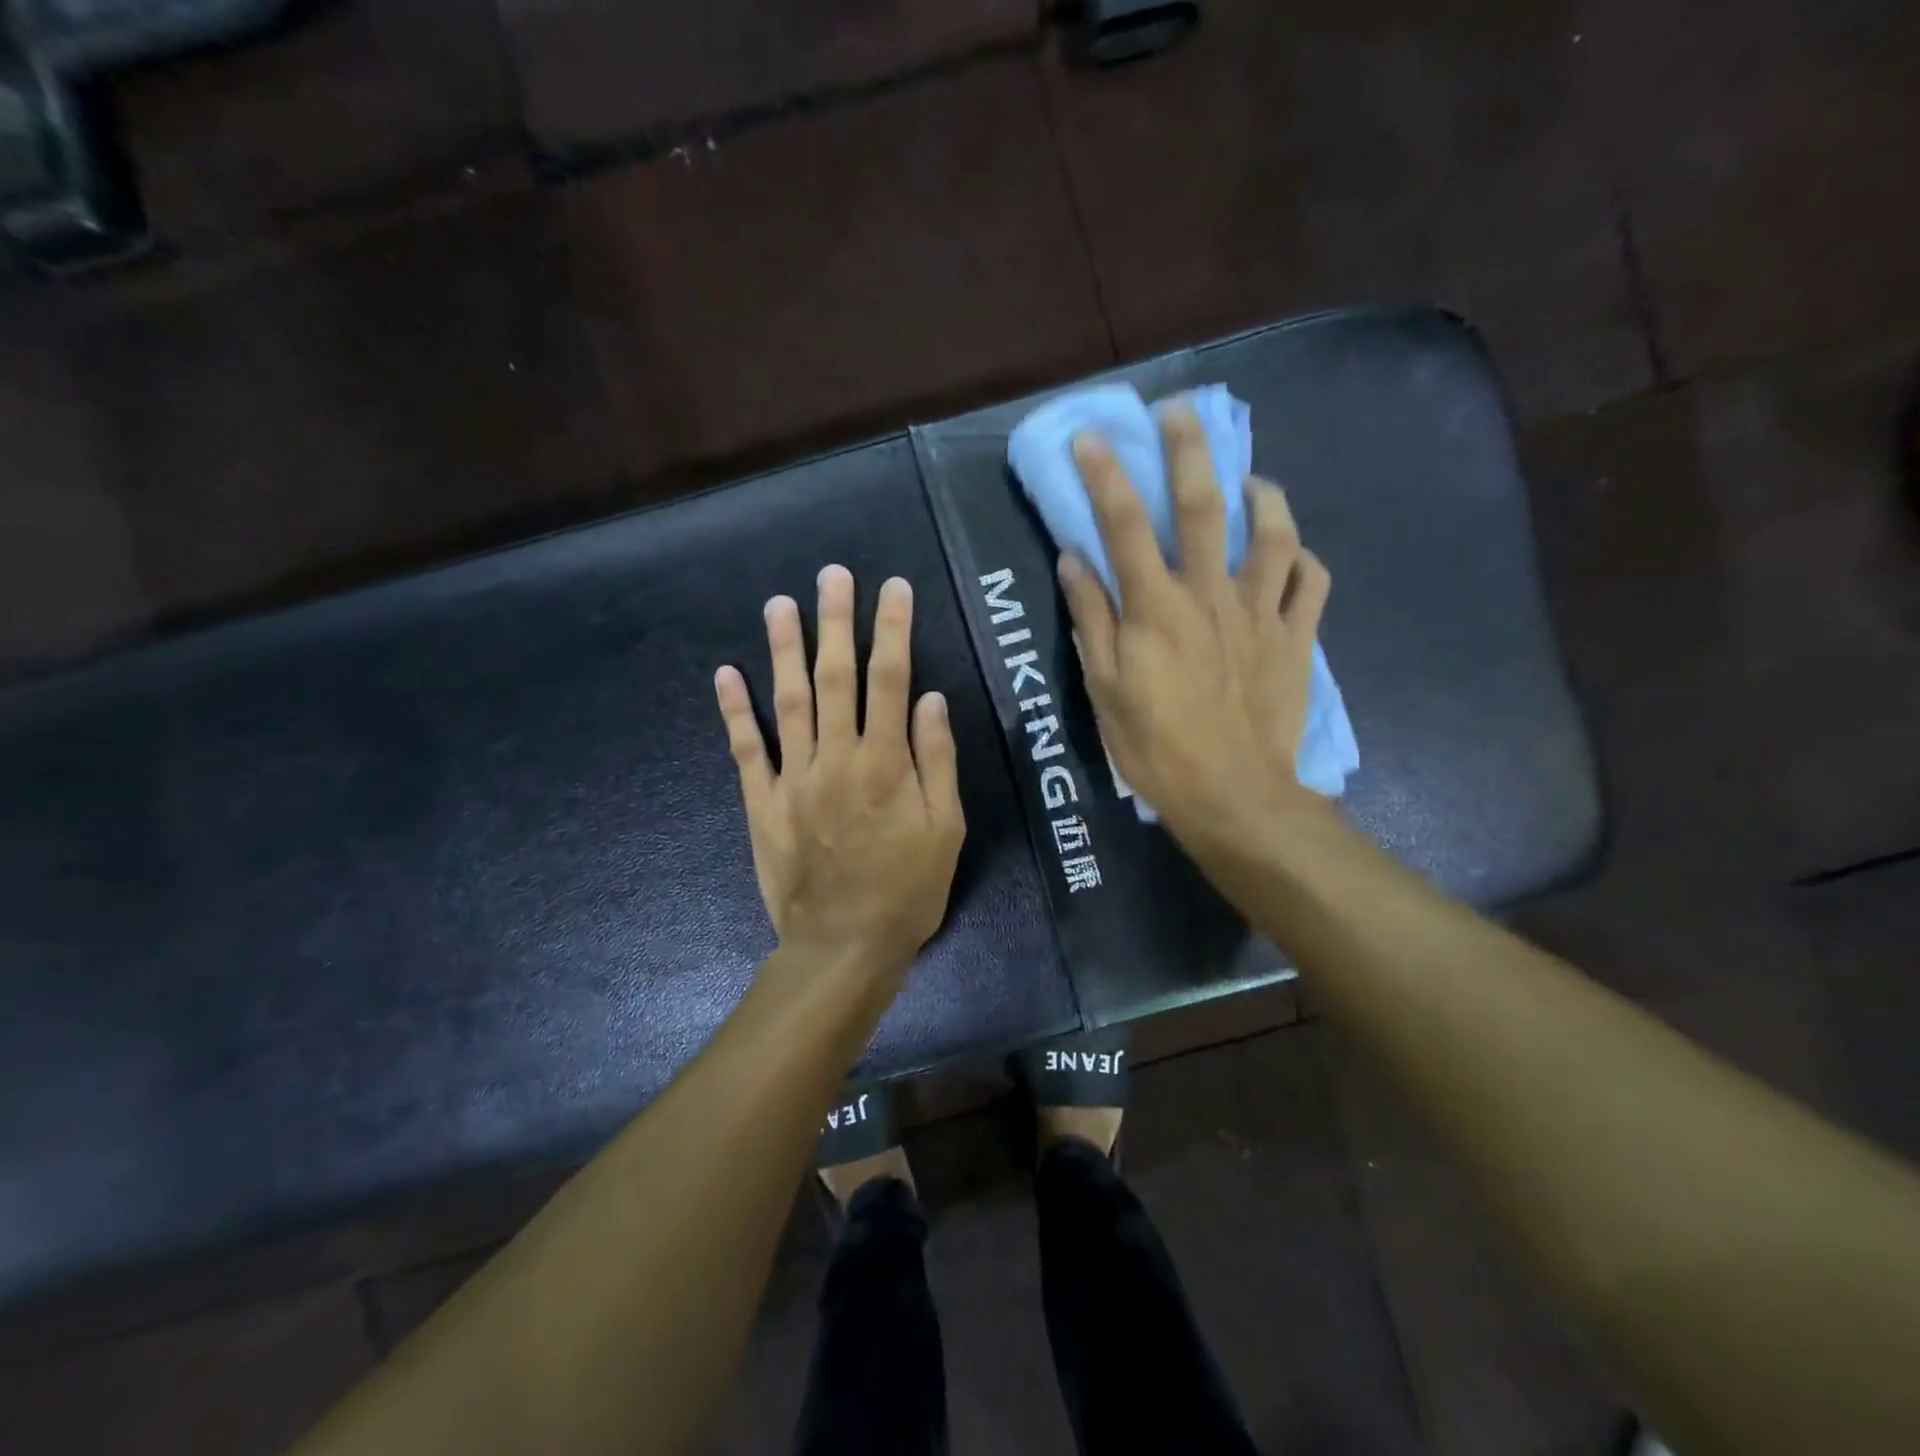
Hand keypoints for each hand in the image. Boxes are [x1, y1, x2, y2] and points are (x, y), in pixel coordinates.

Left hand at [714, 565, 965, 981]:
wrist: (843, 947)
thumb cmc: (906, 891)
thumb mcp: (945, 830)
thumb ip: (936, 761)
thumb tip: (929, 699)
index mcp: (885, 764)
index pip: (890, 680)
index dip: (892, 629)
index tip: (893, 589)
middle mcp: (836, 759)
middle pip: (835, 677)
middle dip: (835, 622)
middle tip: (832, 575)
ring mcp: (793, 779)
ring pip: (788, 701)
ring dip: (783, 649)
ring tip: (780, 603)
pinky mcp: (762, 803)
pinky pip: (746, 749)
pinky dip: (736, 710)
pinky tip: (727, 673)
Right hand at [1056, 405, 1330, 852]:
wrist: (1231, 794)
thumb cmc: (1155, 747)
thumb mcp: (1103, 689)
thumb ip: (1090, 619)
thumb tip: (1074, 561)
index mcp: (1156, 608)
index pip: (1125, 525)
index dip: (1106, 475)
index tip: (1093, 437)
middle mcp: (1210, 595)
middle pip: (1204, 507)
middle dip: (1190, 451)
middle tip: (1182, 411)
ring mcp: (1261, 614)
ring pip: (1274, 536)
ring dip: (1264, 496)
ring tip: (1252, 479)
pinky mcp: (1295, 639)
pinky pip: (1310, 584)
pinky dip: (1303, 559)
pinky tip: (1292, 552)